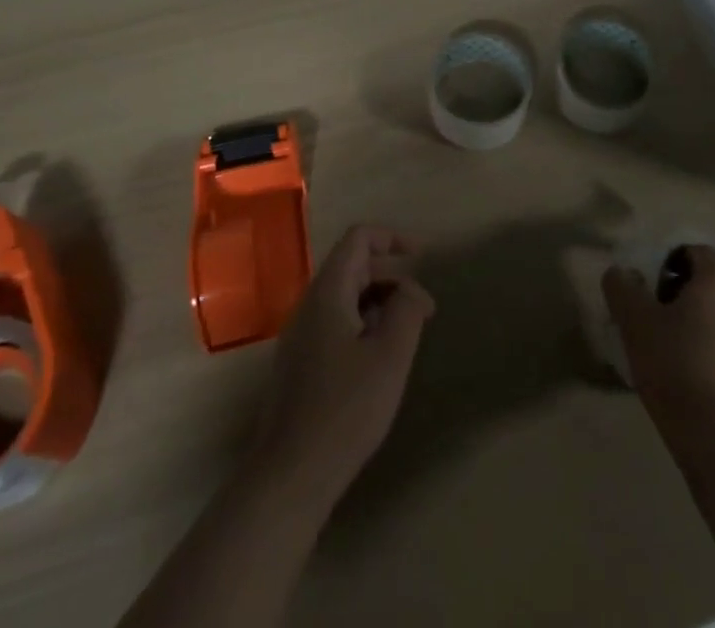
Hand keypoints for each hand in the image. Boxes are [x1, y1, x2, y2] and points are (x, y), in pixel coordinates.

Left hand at [252, 224, 435, 502]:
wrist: (289, 475)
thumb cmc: (345, 410)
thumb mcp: (389, 356)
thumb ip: (407, 310)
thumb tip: (411, 289)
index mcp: (328, 292)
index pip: (358, 238)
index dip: (392, 238)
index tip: (422, 258)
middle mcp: (310, 304)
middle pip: (353, 266)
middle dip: (392, 276)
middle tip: (425, 308)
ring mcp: (300, 335)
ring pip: (345, 297)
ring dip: (379, 303)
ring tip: (407, 334)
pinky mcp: (299, 364)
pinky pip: (336, 323)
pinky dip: (364, 324)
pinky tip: (380, 360)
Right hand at [603, 244, 714, 437]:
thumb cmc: (675, 365)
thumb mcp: (634, 321)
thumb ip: (622, 287)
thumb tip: (620, 273)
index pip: (697, 252)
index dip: (670, 263)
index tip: (651, 289)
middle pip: (714, 285)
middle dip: (686, 296)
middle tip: (659, 320)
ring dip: (704, 326)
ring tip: (676, 354)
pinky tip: (698, 384)